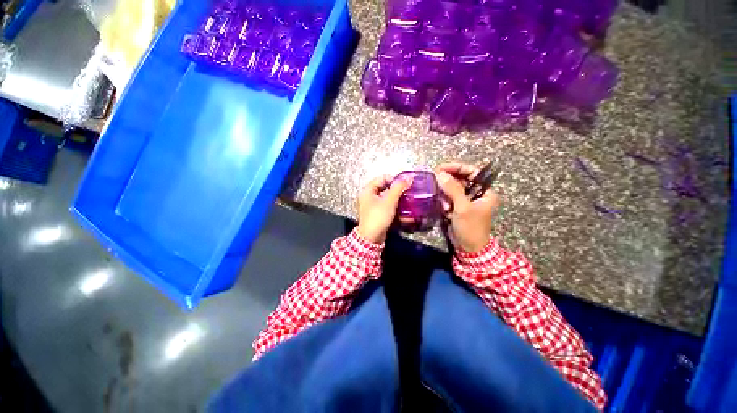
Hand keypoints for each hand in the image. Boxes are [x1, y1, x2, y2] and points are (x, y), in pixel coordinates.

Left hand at [356, 175, 411, 243]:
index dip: (394, 179)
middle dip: (398, 190)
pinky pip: (387, 207)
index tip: (405, 184)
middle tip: (407, 192)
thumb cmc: (378, 217)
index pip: (382, 178)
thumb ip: (399, 187)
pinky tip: (405, 212)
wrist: (371, 238)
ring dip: (398, 200)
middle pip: (385, 188)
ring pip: (387, 198)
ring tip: (408, 202)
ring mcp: (372, 206)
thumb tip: (408, 177)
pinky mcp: (377, 214)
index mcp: (368, 190)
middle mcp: (369, 196)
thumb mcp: (389, 200)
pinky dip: (395, 208)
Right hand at [435, 163, 500, 252]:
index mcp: (485, 191)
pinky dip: (444, 202)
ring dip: (445, 195)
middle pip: (460, 180)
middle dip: (448, 183)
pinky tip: (445, 210)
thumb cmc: (471, 228)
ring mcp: (466, 201)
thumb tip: (440, 174)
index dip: (457, 167)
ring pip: (451, 189)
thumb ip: (453, 189)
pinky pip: (448, 198)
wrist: (469, 248)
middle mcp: (476, 193)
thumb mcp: (463, 207)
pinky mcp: (457, 207)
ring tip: (445, 206)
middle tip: (435, 182)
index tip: (441, 167)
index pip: (471, 172)